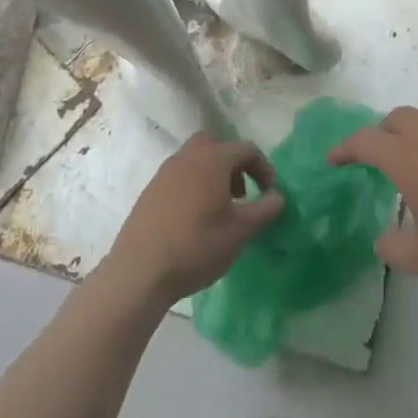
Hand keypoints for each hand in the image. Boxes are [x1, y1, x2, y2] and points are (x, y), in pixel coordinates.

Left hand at [101, 134, 285, 307]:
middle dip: (233, 164)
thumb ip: (265, 210)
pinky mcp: (150, 191)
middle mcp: (187, 157)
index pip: (247, 149)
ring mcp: (164, 173)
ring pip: (195, 160)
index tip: (270, 193)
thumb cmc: (197, 246)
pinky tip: (194, 219)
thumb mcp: (240, 231)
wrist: (139, 271)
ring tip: (220, 208)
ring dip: (213, 175)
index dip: (264, 168)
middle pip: (216, 145)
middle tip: (241, 193)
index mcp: (212, 159)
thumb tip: (278, 196)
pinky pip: (179, 176)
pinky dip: (193, 186)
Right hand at [330, 108, 417, 286]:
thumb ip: (396, 250)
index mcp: (408, 159)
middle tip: (373, 158)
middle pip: (397, 118)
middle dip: (379, 132)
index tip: (333, 160)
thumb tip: (383, 240)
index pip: (366, 141)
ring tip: (414, 174)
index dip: (345, 148)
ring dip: (411, 140)